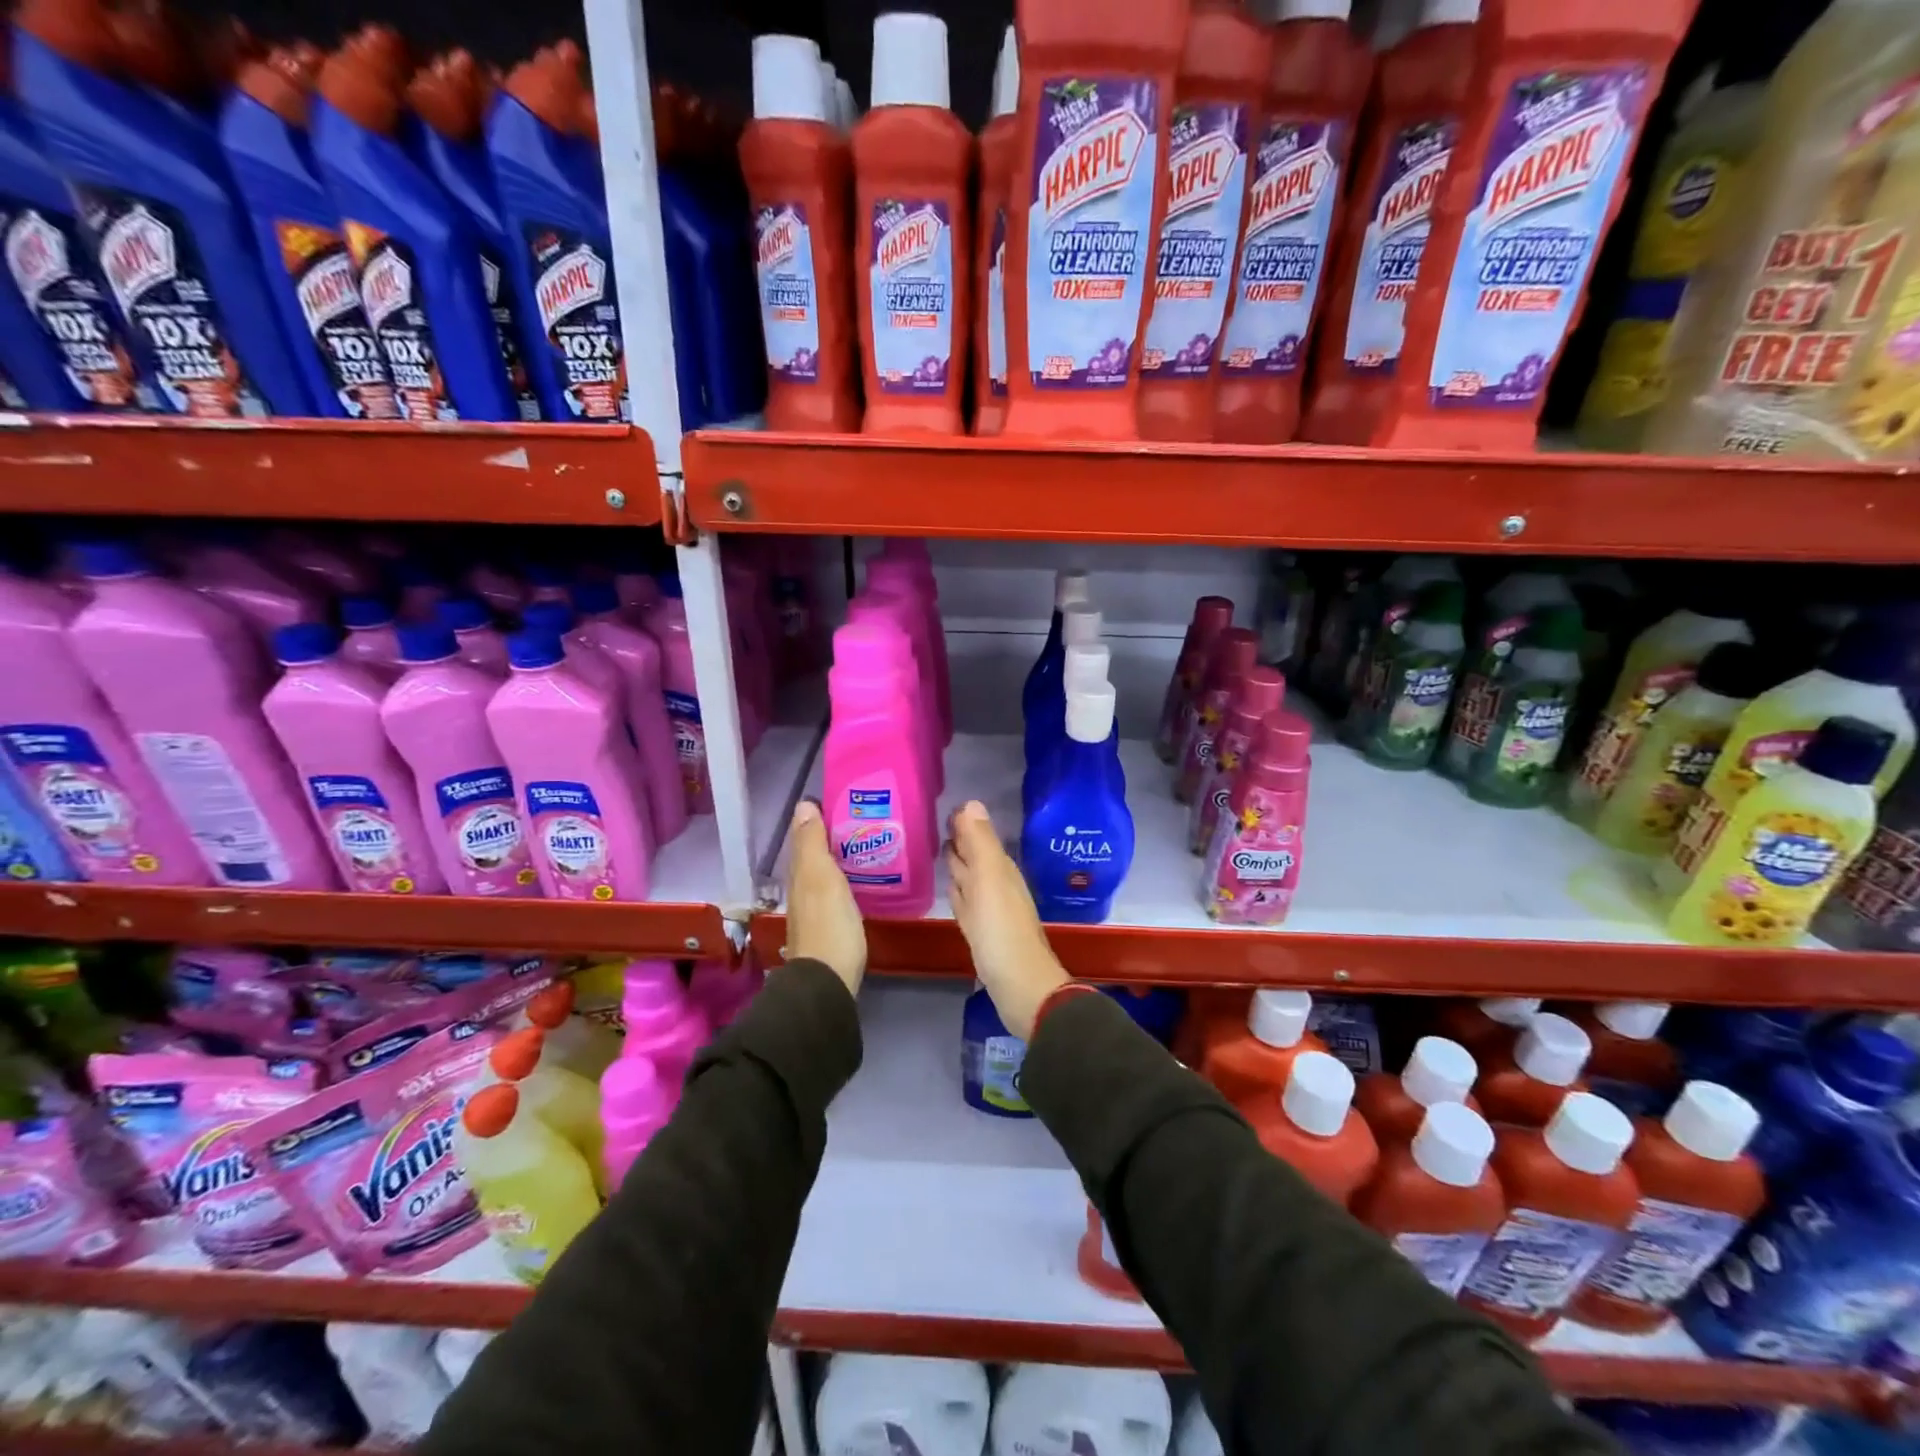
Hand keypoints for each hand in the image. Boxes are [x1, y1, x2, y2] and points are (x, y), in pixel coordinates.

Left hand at [785, 800, 865, 996]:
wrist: (829, 980)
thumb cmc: (829, 924)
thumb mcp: (820, 877)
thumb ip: (812, 843)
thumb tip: (803, 804)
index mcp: (800, 872)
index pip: (806, 836)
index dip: (820, 818)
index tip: (847, 801)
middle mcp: (803, 887)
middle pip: (816, 854)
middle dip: (834, 835)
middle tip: (866, 818)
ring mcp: (816, 908)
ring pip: (826, 872)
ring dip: (842, 856)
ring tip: (870, 842)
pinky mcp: (831, 924)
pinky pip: (837, 889)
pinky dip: (847, 877)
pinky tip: (864, 877)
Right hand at [945, 801, 1068, 1039]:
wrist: (1019, 986)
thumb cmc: (1002, 930)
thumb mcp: (990, 879)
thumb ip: (980, 842)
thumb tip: (971, 802)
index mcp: (999, 869)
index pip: (979, 836)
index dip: (964, 822)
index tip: (944, 806)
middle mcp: (996, 884)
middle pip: (975, 855)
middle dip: (959, 839)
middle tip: (934, 823)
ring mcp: (988, 910)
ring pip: (969, 878)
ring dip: (956, 864)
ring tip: (936, 849)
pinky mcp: (980, 932)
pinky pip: (966, 903)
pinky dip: (957, 891)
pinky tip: (949, 888)